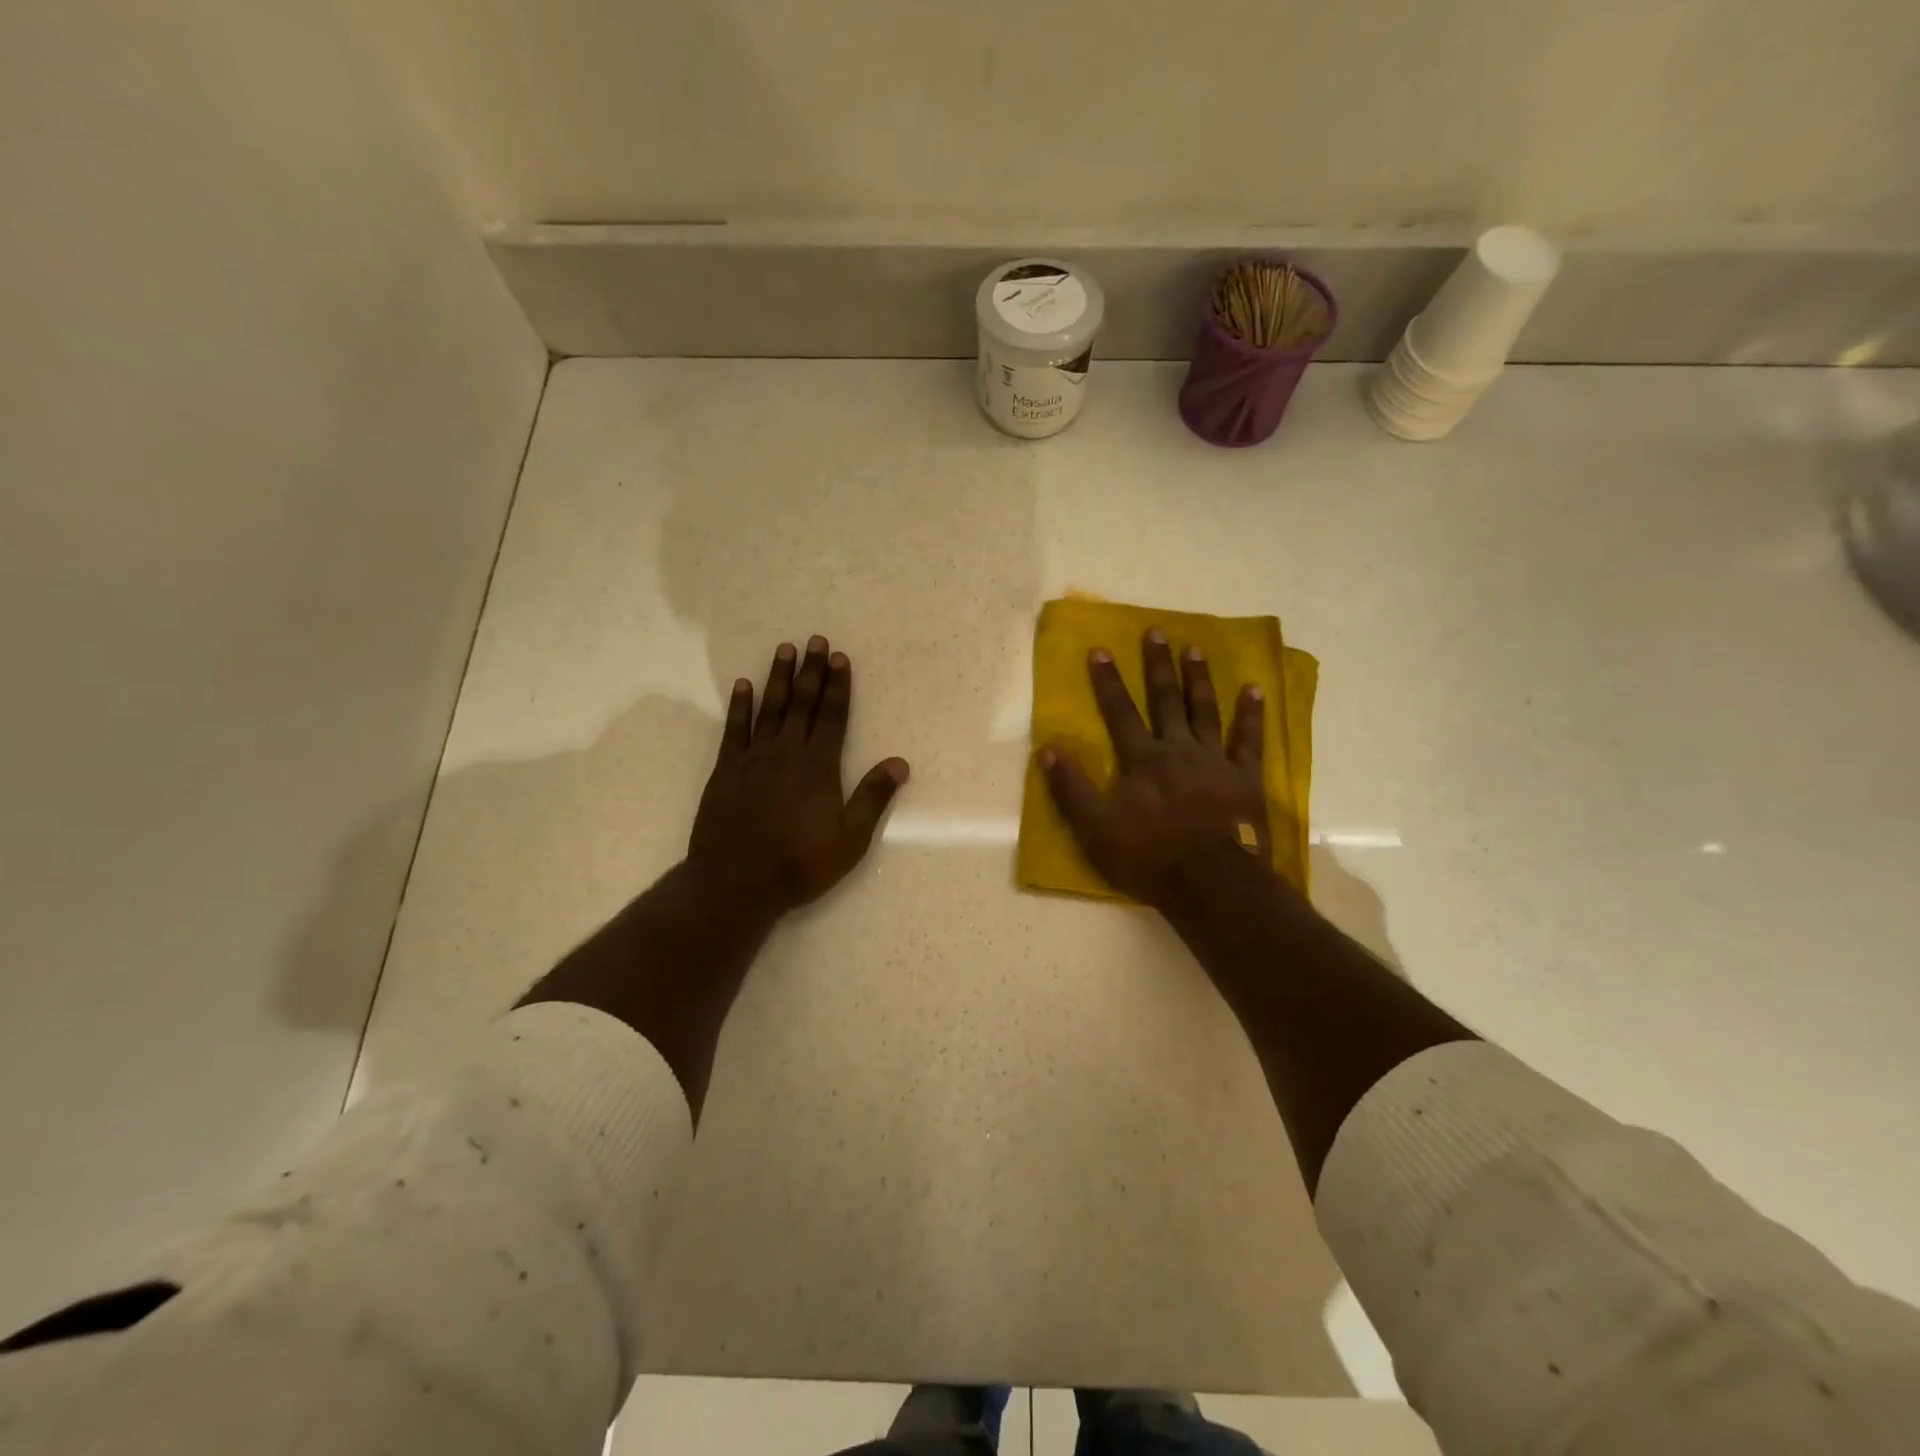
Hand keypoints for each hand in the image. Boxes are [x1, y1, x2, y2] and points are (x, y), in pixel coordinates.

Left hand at [688, 636, 908, 913]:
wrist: (736, 883)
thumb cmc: (800, 864)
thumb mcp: (850, 839)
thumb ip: (873, 798)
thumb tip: (900, 763)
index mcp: (818, 767)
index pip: (831, 717)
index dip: (838, 687)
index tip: (840, 658)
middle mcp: (786, 753)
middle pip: (802, 704)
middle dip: (811, 671)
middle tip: (815, 640)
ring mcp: (753, 760)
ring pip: (769, 709)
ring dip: (778, 678)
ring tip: (784, 649)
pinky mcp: (725, 772)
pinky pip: (734, 730)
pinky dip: (740, 707)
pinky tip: (742, 686)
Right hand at [1039, 628, 1268, 908]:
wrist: (1211, 882)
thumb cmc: (1149, 857)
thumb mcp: (1095, 829)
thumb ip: (1071, 788)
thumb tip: (1046, 750)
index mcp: (1142, 760)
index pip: (1120, 713)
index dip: (1108, 681)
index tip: (1100, 649)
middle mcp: (1178, 750)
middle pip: (1165, 701)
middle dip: (1158, 665)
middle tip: (1156, 631)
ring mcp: (1215, 761)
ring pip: (1205, 711)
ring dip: (1199, 679)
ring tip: (1196, 649)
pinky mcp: (1245, 779)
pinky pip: (1249, 740)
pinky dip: (1251, 715)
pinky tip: (1254, 690)